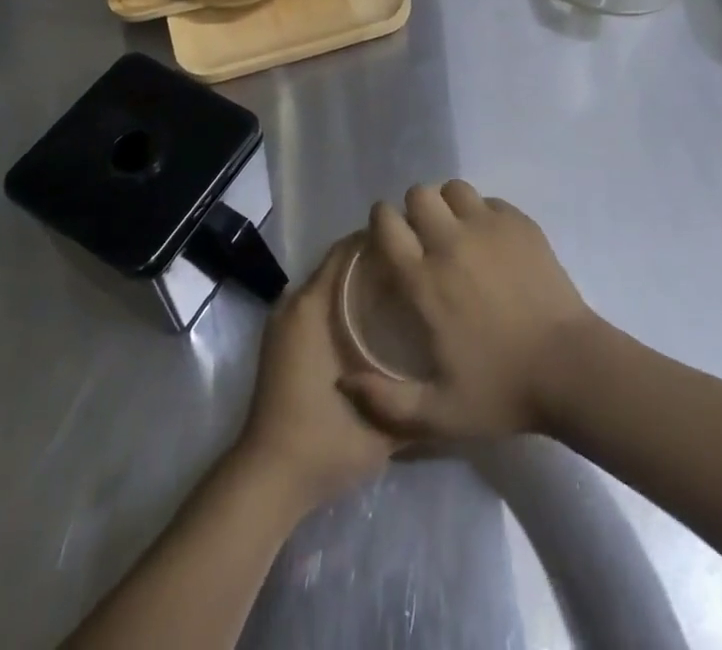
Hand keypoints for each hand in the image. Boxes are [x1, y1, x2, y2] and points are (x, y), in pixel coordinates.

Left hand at [234, 237, 398, 512]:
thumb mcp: (381, 417)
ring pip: (329, 283)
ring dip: (360, 280)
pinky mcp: (284, 341)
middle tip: (418, 265)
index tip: (418, 244)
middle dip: (376, 259)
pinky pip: (319, 302)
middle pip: (340, 263)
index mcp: (312, 306)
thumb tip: (452, 364)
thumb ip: (416, 390)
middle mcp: (295, 303)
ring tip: (404, 286)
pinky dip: (344, 299)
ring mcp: (286, 322)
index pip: (348, 250)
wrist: (269, 481)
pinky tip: (376, 318)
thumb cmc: (323, 441)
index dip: (383, 240)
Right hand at [340, 181, 595, 441]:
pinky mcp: (521, 224)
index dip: (382, 223)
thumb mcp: (438, 414)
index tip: (387, 236)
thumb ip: (385, 403)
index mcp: (425, 280)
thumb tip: (344, 383)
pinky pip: (490, 201)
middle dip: (414, 209)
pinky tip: (491, 240)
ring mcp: (489, 228)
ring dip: (448, 204)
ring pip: (454, 188)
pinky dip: (483, 213)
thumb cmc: (502, 389)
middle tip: (423, 236)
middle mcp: (451, 243)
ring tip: (456, 230)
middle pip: (419, 194)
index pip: (387, 225)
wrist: (570, 368)